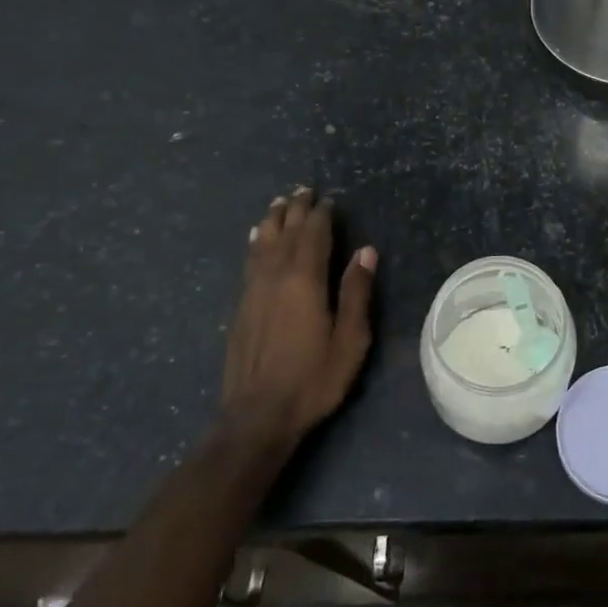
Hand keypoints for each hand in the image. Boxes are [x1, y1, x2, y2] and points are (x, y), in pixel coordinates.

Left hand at [224, 188, 375, 447]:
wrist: (257, 416)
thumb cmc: (313, 378)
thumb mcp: (350, 339)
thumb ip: (356, 292)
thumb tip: (365, 251)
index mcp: (305, 281)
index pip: (314, 236)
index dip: (322, 215)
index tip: (329, 199)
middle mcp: (275, 277)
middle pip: (286, 233)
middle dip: (296, 210)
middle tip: (304, 190)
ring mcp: (253, 292)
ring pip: (263, 244)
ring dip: (273, 221)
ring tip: (279, 203)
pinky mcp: (241, 307)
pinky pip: (250, 262)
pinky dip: (257, 243)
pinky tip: (257, 239)